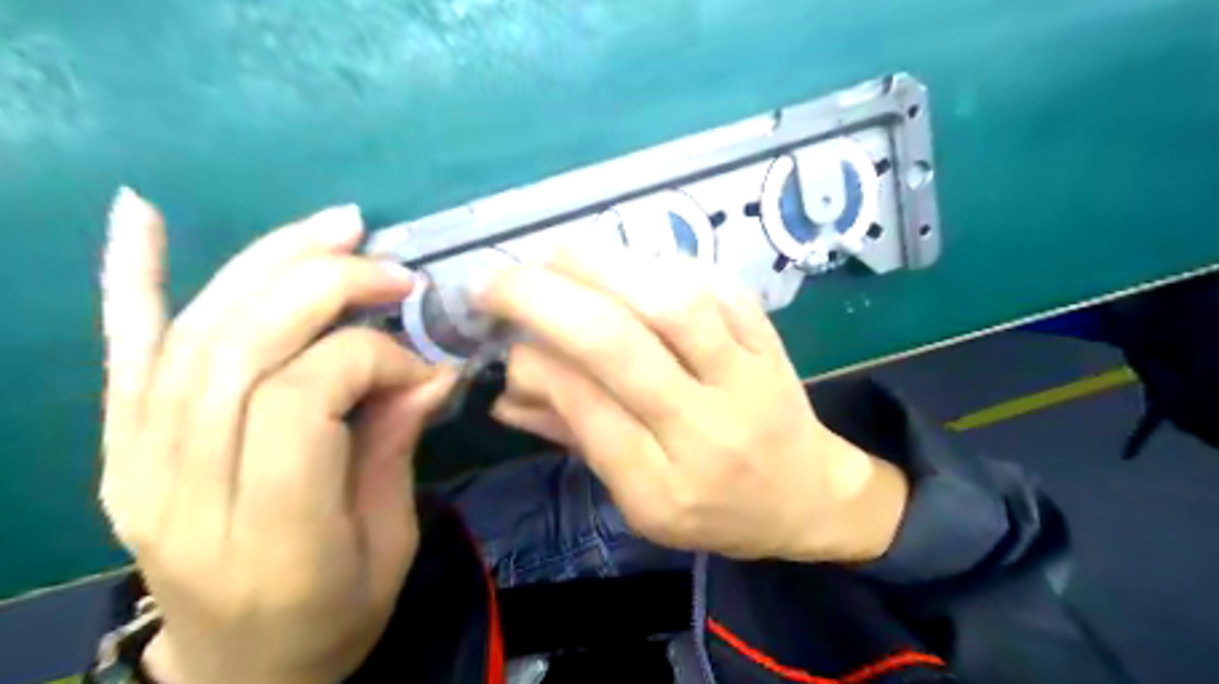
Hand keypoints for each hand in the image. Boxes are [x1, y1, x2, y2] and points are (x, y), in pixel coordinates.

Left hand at [100, 189, 452, 683]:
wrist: (238, 672)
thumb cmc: (332, 618)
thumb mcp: (389, 544)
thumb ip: (396, 446)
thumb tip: (432, 368)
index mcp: (268, 533)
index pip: (301, 399)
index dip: (370, 359)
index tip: (420, 368)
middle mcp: (184, 490)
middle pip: (243, 350)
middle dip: (328, 289)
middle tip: (393, 272)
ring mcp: (135, 465)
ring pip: (196, 334)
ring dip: (270, 264)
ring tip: (336, 226)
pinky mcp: (121, 449)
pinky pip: (124, 354)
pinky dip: (131, 279)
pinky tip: (141, 216)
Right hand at [481, 249, 908, 561]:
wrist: (809, 495)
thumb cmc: (715, 510)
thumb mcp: (639, 502)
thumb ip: (575, 440)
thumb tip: (505, 393)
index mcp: (664, 486)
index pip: (586, 406)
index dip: (533, 363)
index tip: (504, 342)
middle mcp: (706, 428)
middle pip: (620, 344)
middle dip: (544, 299)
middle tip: (497, 279)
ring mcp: (745, 375)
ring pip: (671, 302)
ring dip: (601, 267)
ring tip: (554, 256)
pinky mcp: (768, 338)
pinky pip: (713, 286)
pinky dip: (660, 264)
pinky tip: (625, 262)